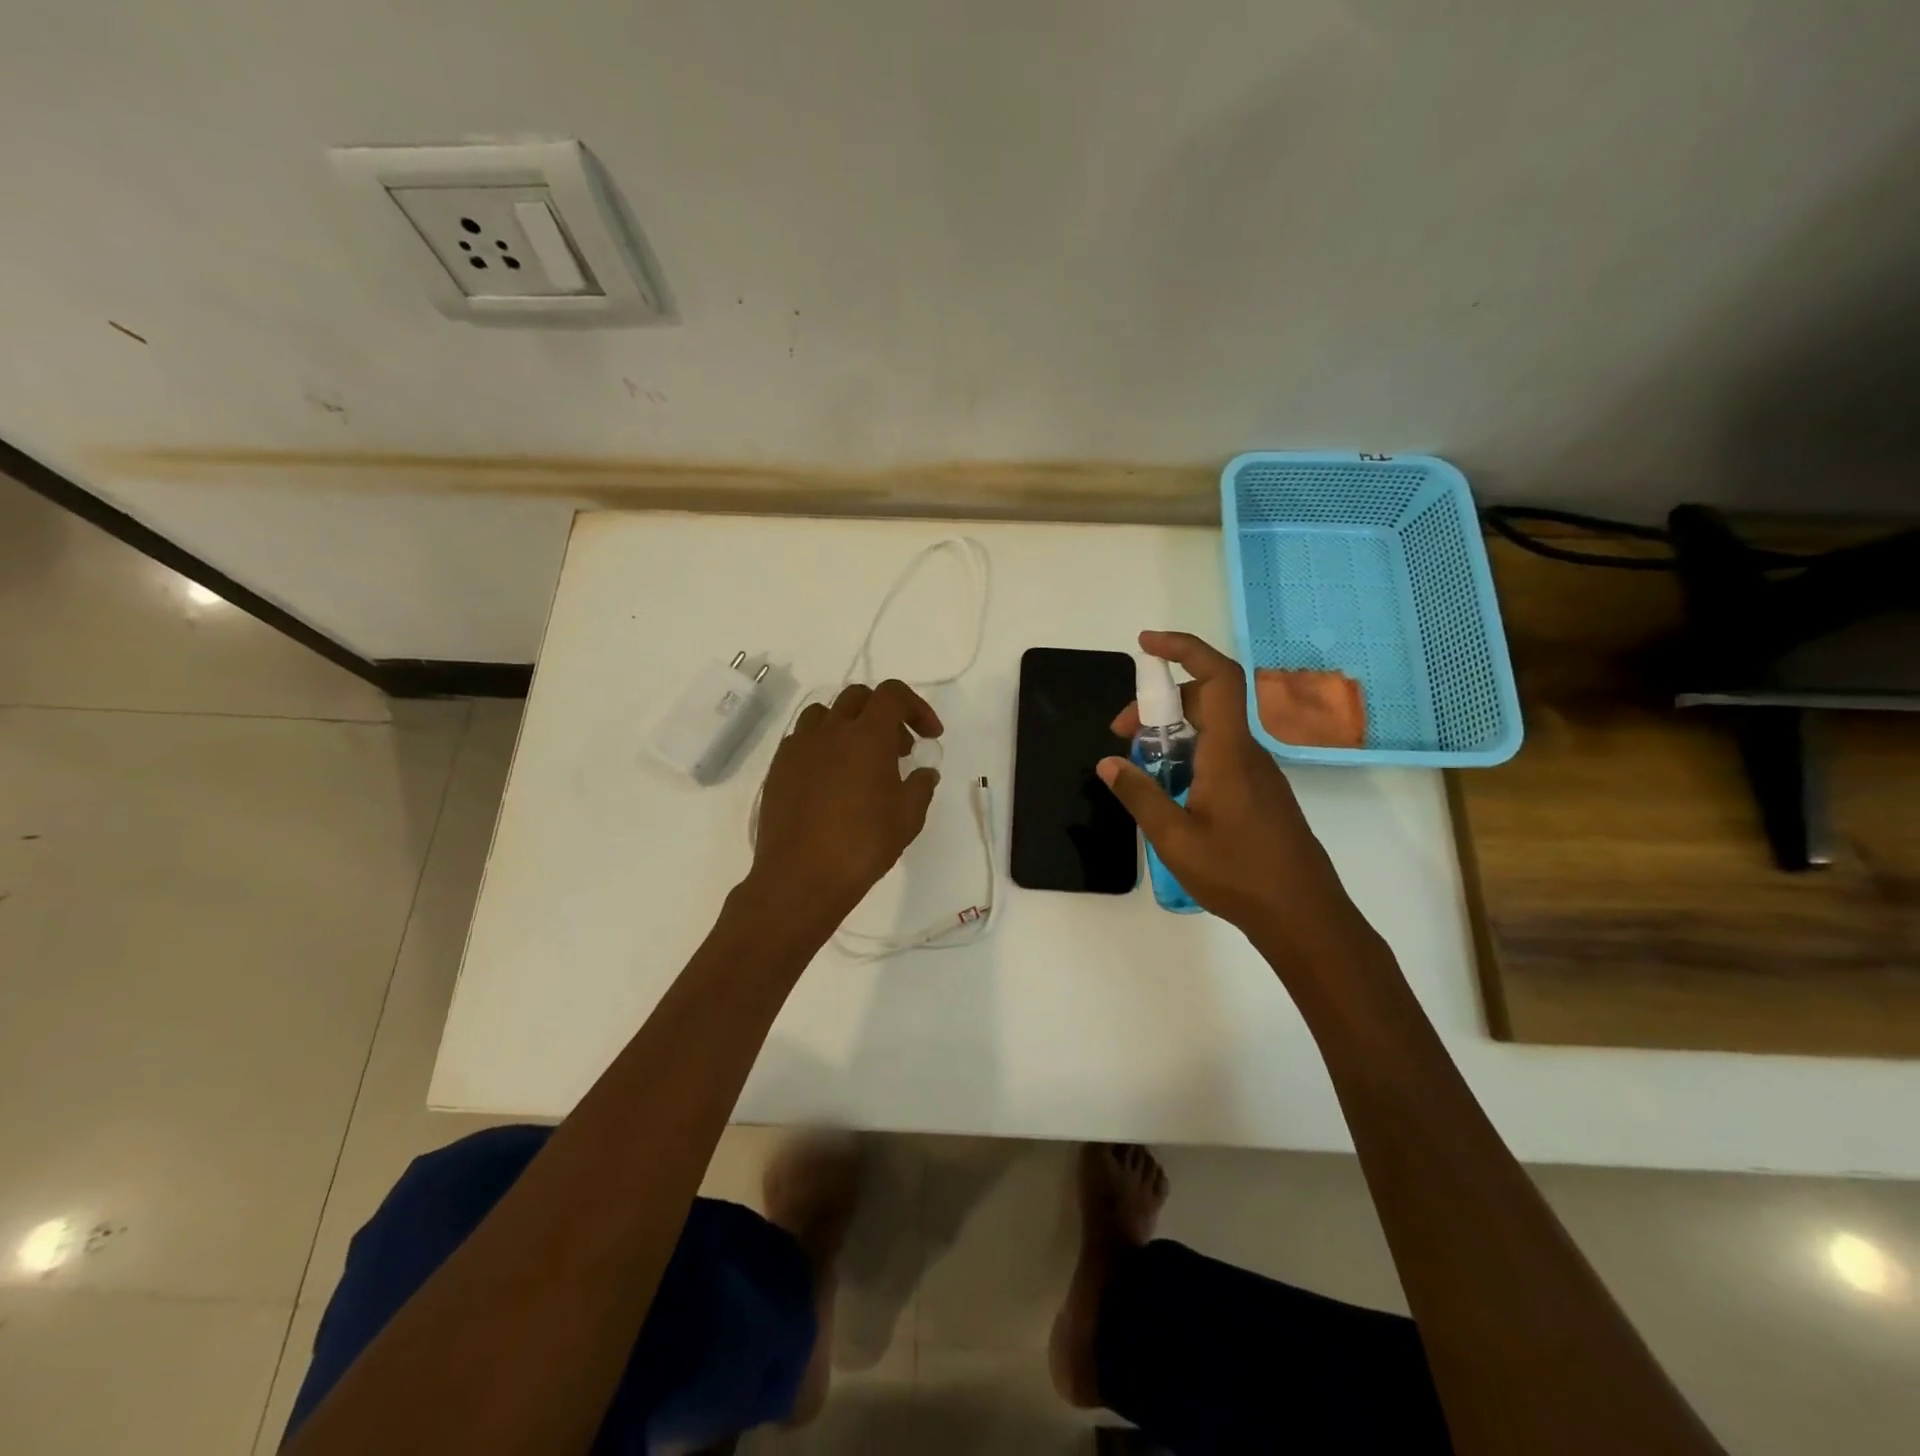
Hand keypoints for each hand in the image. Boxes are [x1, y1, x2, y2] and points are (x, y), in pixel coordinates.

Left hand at [748, 679, 943, 931]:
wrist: (800, 877)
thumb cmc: (862, 846)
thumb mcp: (907, 819)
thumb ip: (920, 787)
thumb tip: (924, 772)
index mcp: (867, 736)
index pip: (893, 695)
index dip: (917, 707)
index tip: (930, 736)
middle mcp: (831, 731)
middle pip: (858, 697)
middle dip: (884, 713)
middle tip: (899, 748)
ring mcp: (799, 747)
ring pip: (825, 713)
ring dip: (849, 724)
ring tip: (860, 758)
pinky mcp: (778, 767)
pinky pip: (802, 739)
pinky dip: (822, 745)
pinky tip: (830, 778)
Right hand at [1100, 632, 1374, 961]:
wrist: (1303, 915)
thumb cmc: (1239, 874)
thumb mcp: (1174, 838)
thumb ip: (1139, 795)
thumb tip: (1109, 763)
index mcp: (1229, 753)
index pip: (1217, 677)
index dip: (1184, 649)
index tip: (1146, 645)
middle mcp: (1246, 752)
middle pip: (1206, 701)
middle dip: (1159, 704)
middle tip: (1121, 733)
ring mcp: (1256, 772)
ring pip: (1211, 730)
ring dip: (1171, 734)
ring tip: (1139, 766)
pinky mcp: (1258, 793)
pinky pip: (1219, 754)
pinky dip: (1188, 755)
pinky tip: (1169, 790)